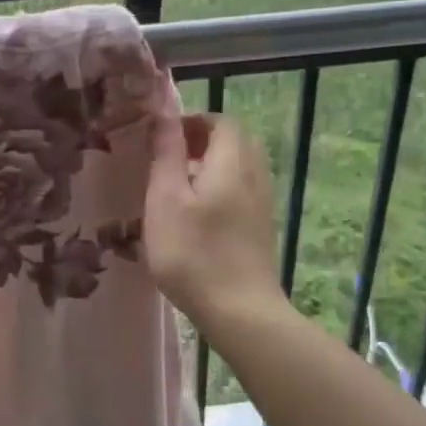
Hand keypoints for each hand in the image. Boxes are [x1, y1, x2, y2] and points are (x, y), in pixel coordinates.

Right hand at [143, 111, 282, 334]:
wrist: (240, 311)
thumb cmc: (194, 253)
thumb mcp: (166, 200)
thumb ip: (167, 154)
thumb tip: (165, 115)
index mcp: (232, 162)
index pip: (221, 121)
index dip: (192, 121)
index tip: (162, 138)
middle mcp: (255, 175)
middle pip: (235, 141)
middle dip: (203, 140)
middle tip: (171, 158)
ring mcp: (263, 203)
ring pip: (241, 167)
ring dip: (212, 165)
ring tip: (180, 186)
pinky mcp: (262, 228)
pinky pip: (243, 190)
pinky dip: (222, 188)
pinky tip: (198, 215)